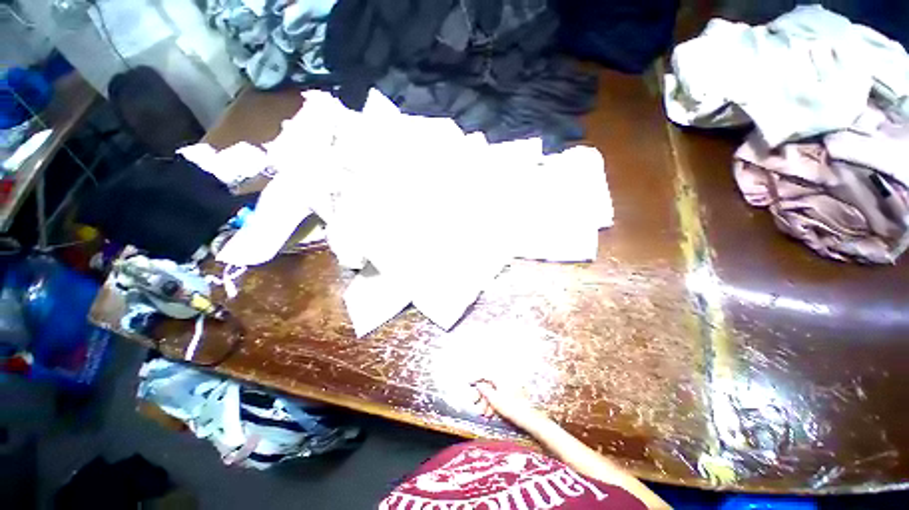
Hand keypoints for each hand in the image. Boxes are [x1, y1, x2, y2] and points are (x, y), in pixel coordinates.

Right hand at [472, 380, 547, 431]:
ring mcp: (510, 387)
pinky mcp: (514, 395)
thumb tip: (478, 384)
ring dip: (487, 402)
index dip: (475, 378)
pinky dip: (494, 403)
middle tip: (475, 404)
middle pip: (489, 383)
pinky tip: (491, 414)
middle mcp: (505, 379)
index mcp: (500, 377)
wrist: (531, 419)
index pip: (485, 374)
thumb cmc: (512, 408)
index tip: (468, 384)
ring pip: (494, 391)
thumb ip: (485, 390)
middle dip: (481, 394)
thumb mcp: (495, 400)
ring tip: (484, 414)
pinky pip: (500, 395)